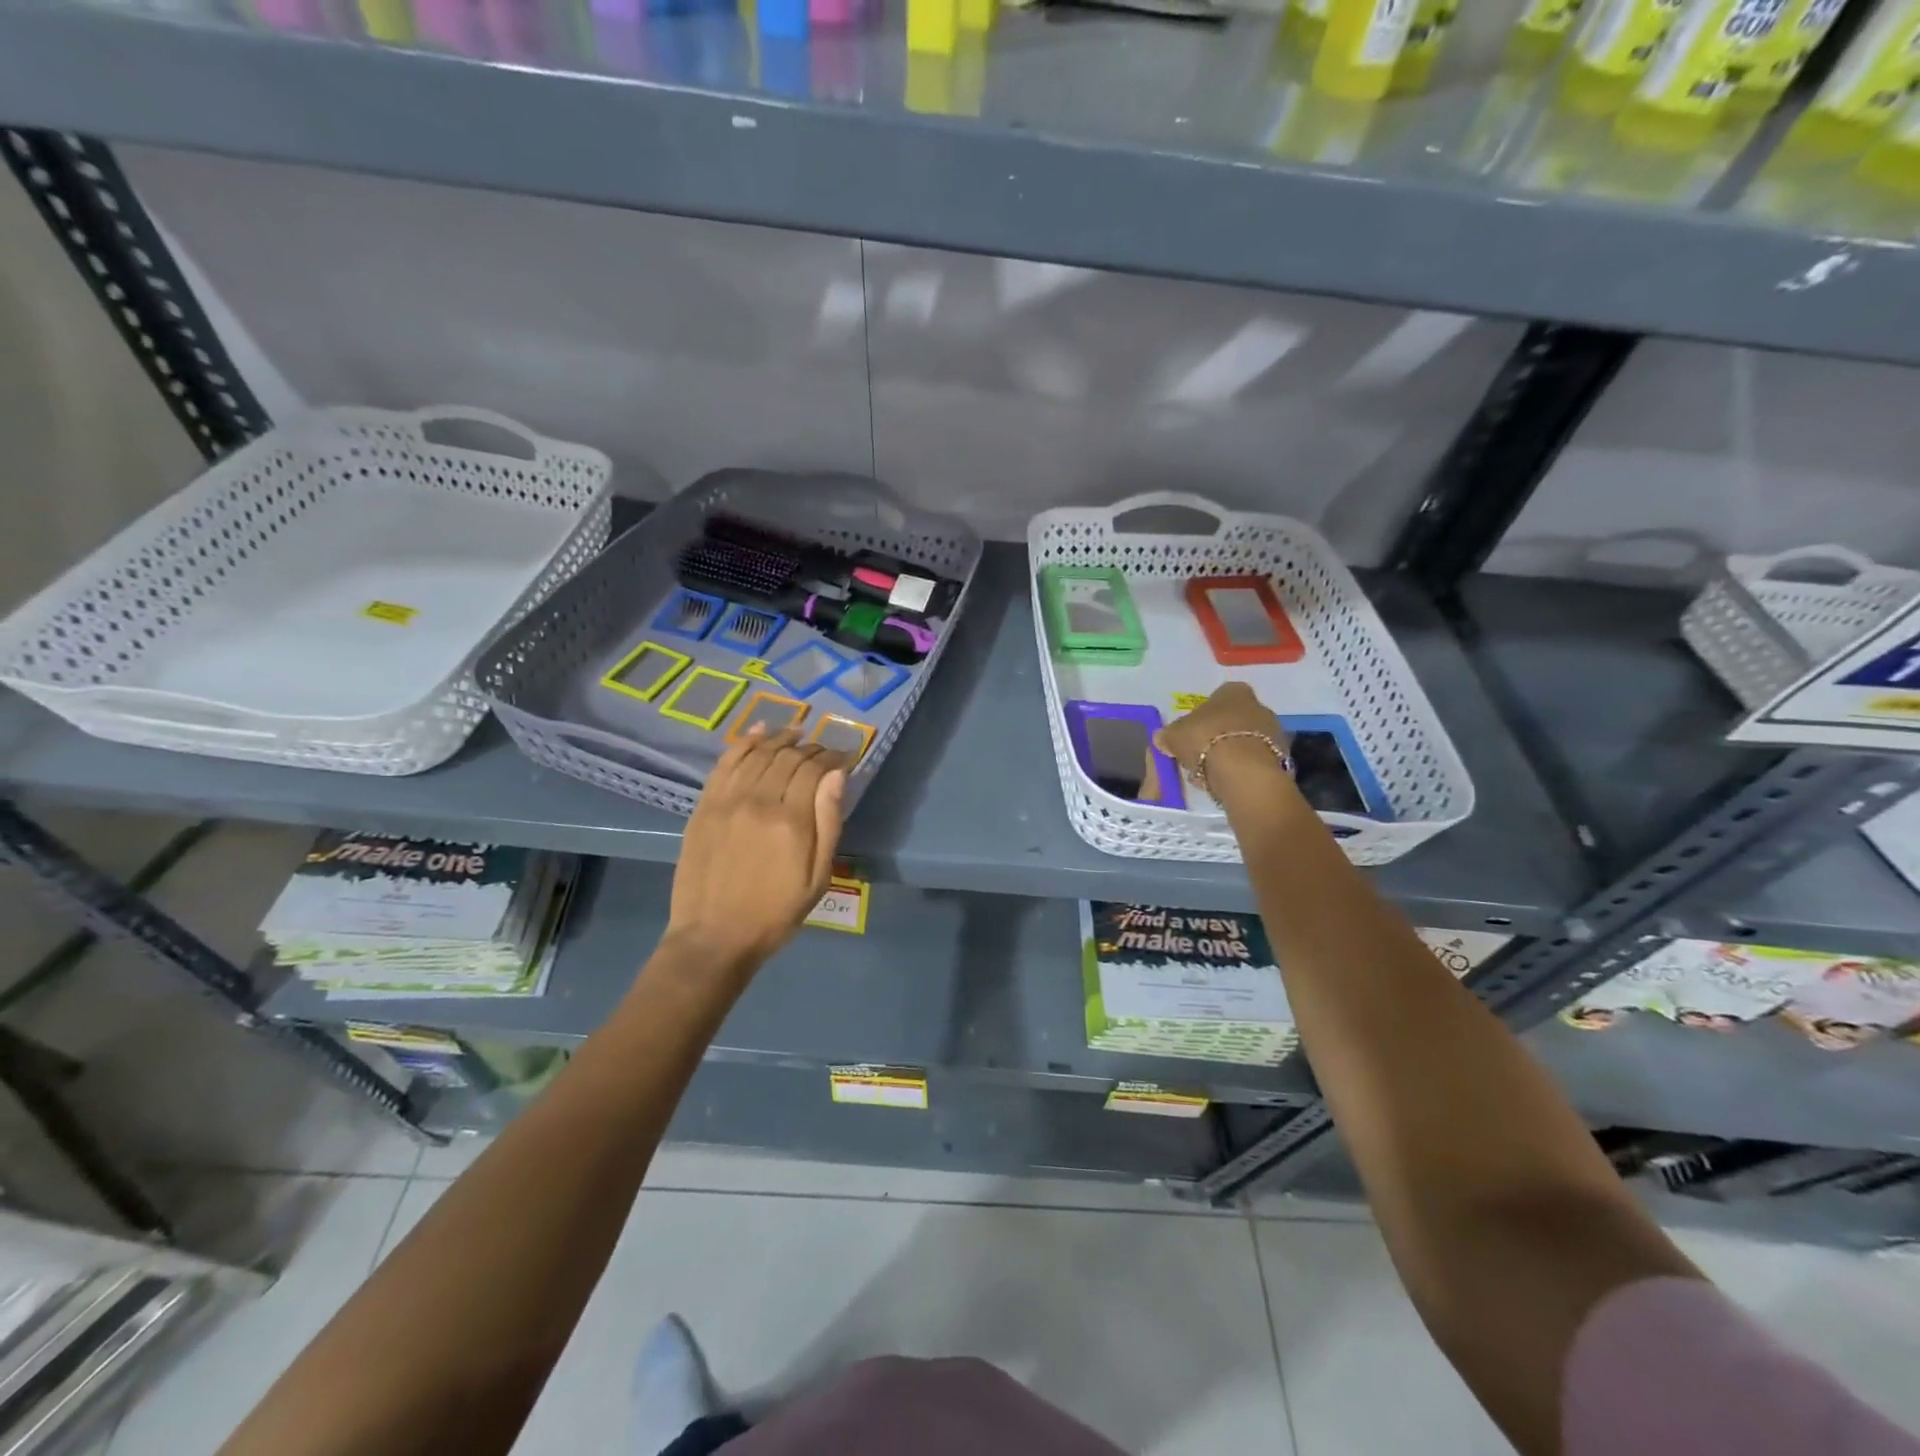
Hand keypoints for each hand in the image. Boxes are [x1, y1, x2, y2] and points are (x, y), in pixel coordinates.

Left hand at [666, 726, 848, 970]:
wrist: (714, 936)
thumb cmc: (775, 912)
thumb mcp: (817, 876)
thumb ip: (829, 823)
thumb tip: (837, 775)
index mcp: (792, 821)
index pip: (815, 769)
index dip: (833, 757)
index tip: (845, 757)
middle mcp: (759, 800)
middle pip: (788, 757)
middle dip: (811, 748)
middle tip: (823, 751)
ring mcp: (728, 800)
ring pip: (759, 753)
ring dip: (781, 738)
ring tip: (797, 733)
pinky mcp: (705, 805)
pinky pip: (727, 761)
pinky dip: (745, 742)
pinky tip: (759, 732)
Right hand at [1154, 683, 1291, 807]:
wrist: (1244, 771)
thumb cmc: (1206, 740)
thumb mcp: (1175, 735)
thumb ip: (1169, 734)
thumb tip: (1161, 737)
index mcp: (1234, 692)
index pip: (1219, 696)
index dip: (1205, 714)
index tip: (1194, 731)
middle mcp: (1259, 706)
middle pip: (1236, 719)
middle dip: (1220, 735)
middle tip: (1201, 754)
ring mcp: (1275, 732)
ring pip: (1247, 741)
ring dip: (1233, 754)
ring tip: (1212, 773)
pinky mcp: (1282, 758)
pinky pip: (1256, 761)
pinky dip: (1244, 769)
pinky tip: (1228, 782)